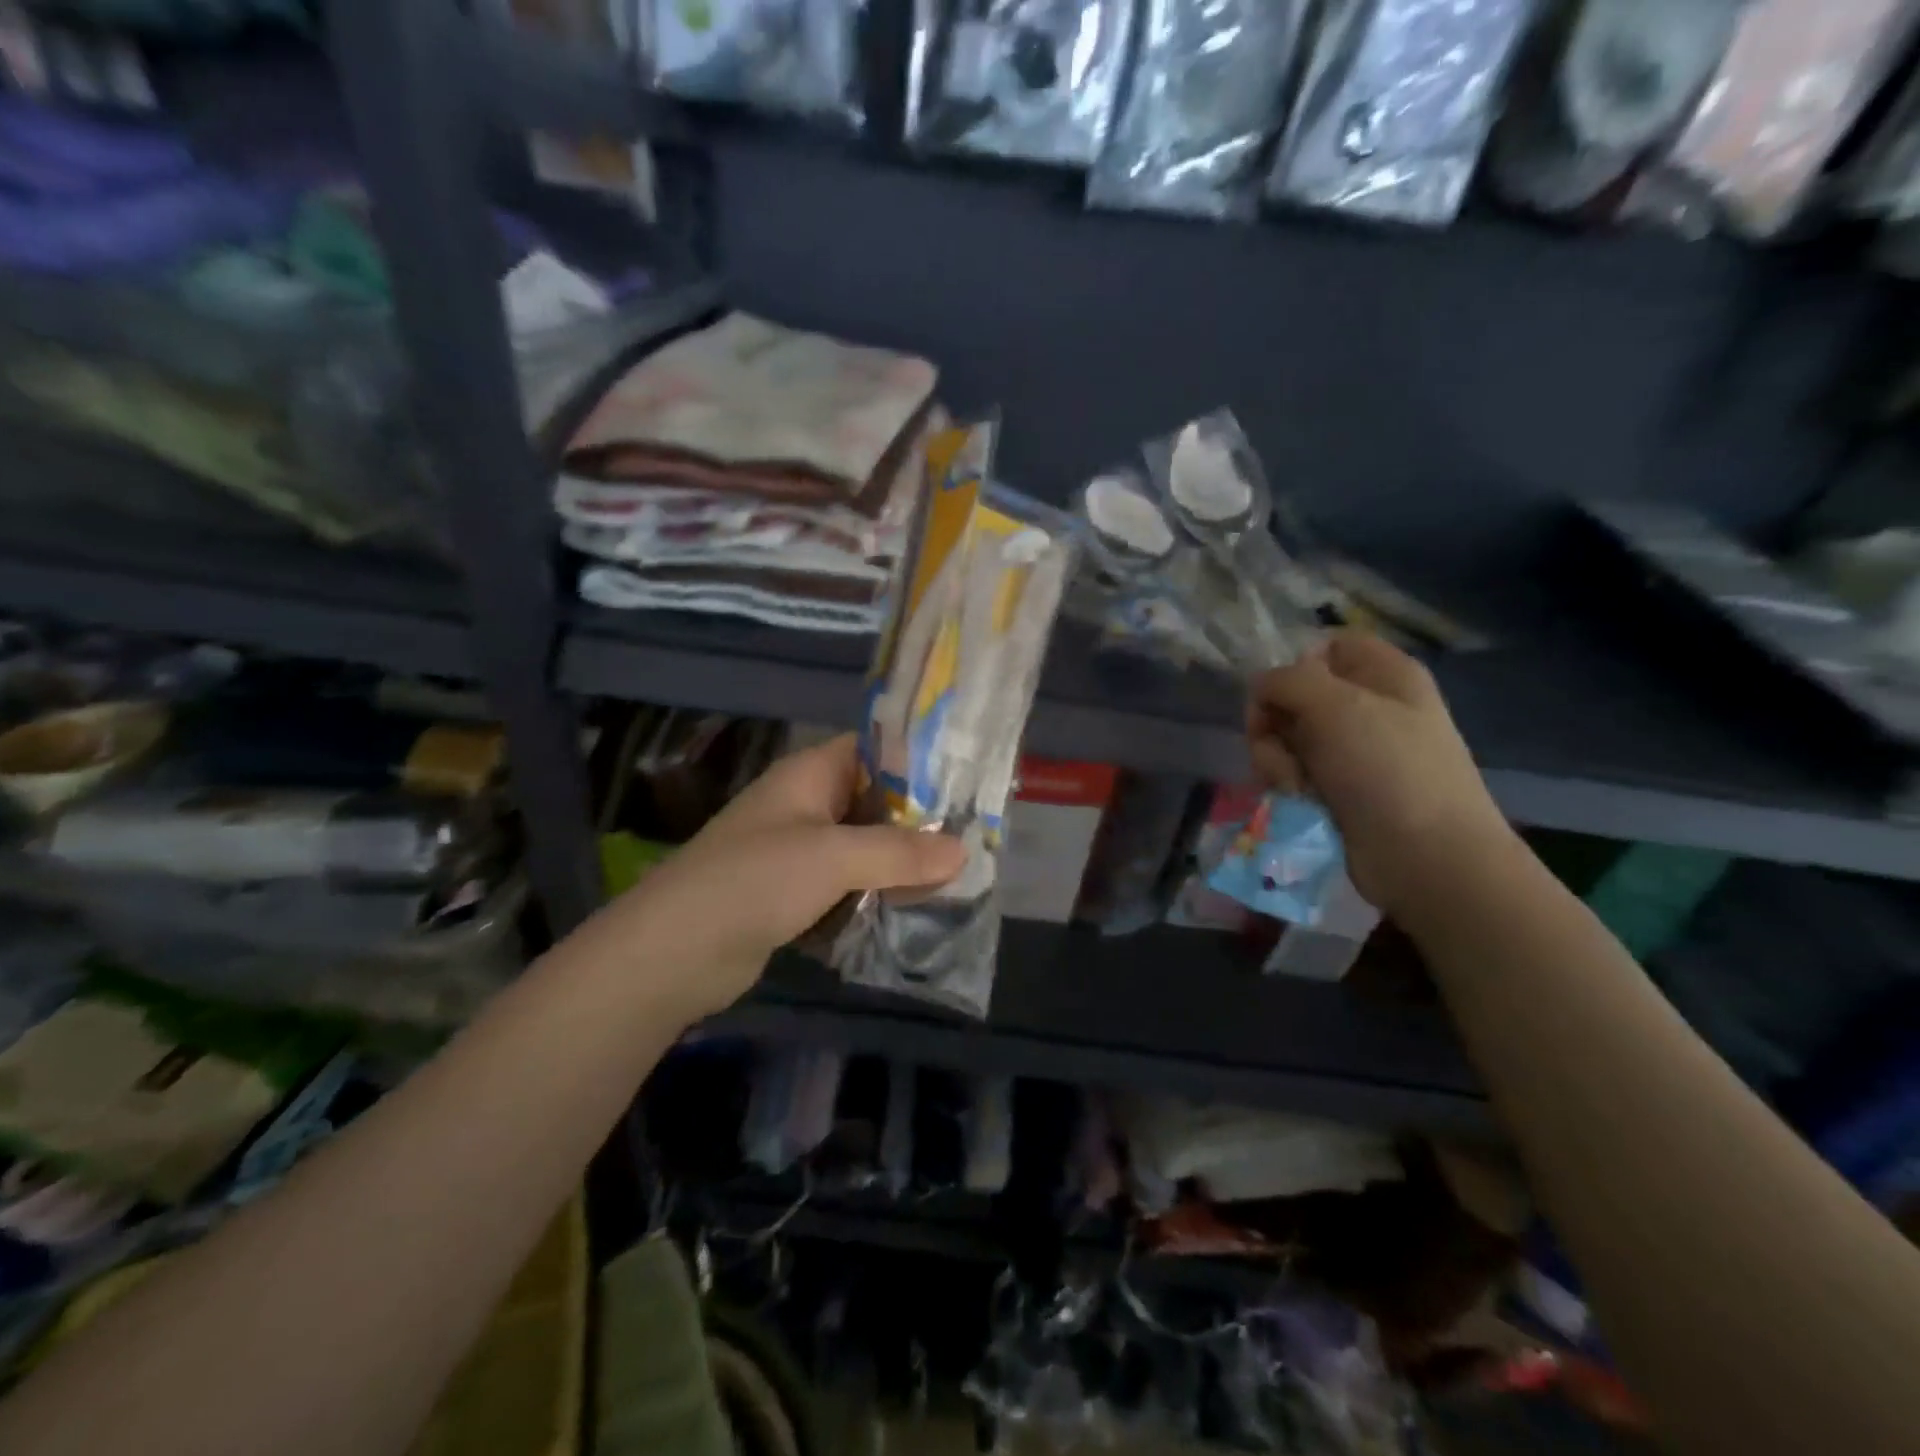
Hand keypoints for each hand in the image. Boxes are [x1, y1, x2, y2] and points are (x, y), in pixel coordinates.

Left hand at [599, 734, 965, 1021]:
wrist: (674, 952)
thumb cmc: (755, 880)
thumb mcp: (834, 857)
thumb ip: (900, 852)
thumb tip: (963, 851)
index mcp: (809, 775)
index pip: (873, 750)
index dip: (918, 760)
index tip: (966, 782)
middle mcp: (804, 805)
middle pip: (872, 802)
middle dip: (917, 821)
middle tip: (972, 838)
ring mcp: (796, 852)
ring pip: (862, 847)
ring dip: (898, 863)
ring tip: (955, 876)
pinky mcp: (792, 894)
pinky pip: (846, 885)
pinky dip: (874, 894)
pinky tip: (912, 909)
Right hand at [1246, 631, 1512, 915]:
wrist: (1426, 857)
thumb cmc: (1387, 770)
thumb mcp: (1335, 706)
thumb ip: (1287, 681)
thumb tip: (1261, 687)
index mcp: (1383, 673)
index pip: (1325, 646)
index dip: (1295, 666)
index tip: (1281, 694)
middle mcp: (1368, 705)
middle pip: (1294, 694)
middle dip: (1274, 721)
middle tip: (1278, 746)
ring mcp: (1353, 750)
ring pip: (1286, 736)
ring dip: (1275, 757)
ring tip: (1293, 784)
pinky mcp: (1338, 788)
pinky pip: (1294, 771)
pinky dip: (1288, 782)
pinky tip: (1299, 799)